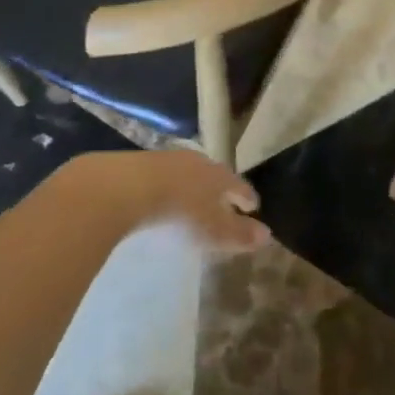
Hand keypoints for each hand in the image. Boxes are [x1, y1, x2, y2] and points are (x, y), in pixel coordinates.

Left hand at [73, 149, 270, 254]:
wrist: (127, 187)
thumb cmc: (180, 211)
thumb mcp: (213, 229)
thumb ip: (239, 233)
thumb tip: (267, 235)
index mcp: (217, 175)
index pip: (238, 184)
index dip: (247, 196)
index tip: (253, 206)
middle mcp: (195, 161)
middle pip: (213, 175)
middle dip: (220, 189)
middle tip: (225, 203)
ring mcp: (166, 160)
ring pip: (188, 173)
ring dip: (193, 187)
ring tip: (194, 202)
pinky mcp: (140, 164)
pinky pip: (164, 176)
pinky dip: (170, 188)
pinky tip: (163, 199)